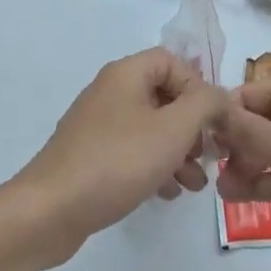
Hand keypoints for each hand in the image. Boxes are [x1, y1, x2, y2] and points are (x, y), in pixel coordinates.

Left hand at [9, 49, 223, 267]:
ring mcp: (98, 124)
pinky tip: (167, 193)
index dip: (197, 87)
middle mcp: (110, 91)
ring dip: (178, 151)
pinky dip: (154, 166)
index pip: (172, 61)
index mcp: (126, 74)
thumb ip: (205, 105)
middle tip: (208, 157)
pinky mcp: (91, 154)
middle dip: (192, 126)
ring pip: (150, 127)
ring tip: (194, 185)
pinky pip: (132, 150)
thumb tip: (219, 95)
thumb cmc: (117, 161)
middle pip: (163, 95)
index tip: (212, 121)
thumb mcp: (173, 129)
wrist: (51, 209)